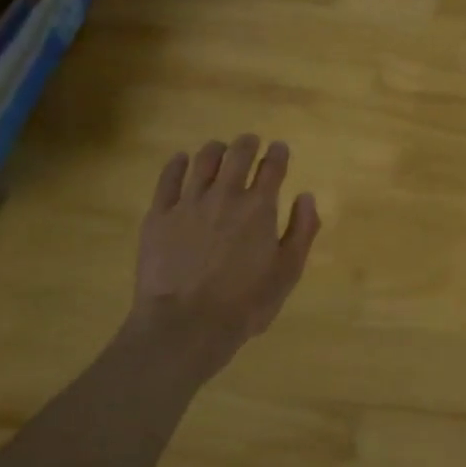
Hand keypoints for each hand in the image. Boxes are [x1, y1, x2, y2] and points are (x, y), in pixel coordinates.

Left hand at [128, 135, 320, 366]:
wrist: (185, 325)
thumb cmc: (245, 304)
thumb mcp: (287, 272)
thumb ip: (302, 231)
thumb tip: (306, 196)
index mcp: (259, 208)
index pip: (272, 168)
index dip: (278, 154)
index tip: (279, 148)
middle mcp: (225, 195)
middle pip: (237, 155)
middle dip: (247, 144)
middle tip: (250, 141)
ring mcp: (188, 203)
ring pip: (202, 161)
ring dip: (215, 149)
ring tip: (219, 148)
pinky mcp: (159, 216)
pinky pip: (167, 179)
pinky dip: (176, 164)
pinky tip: (180, 160)